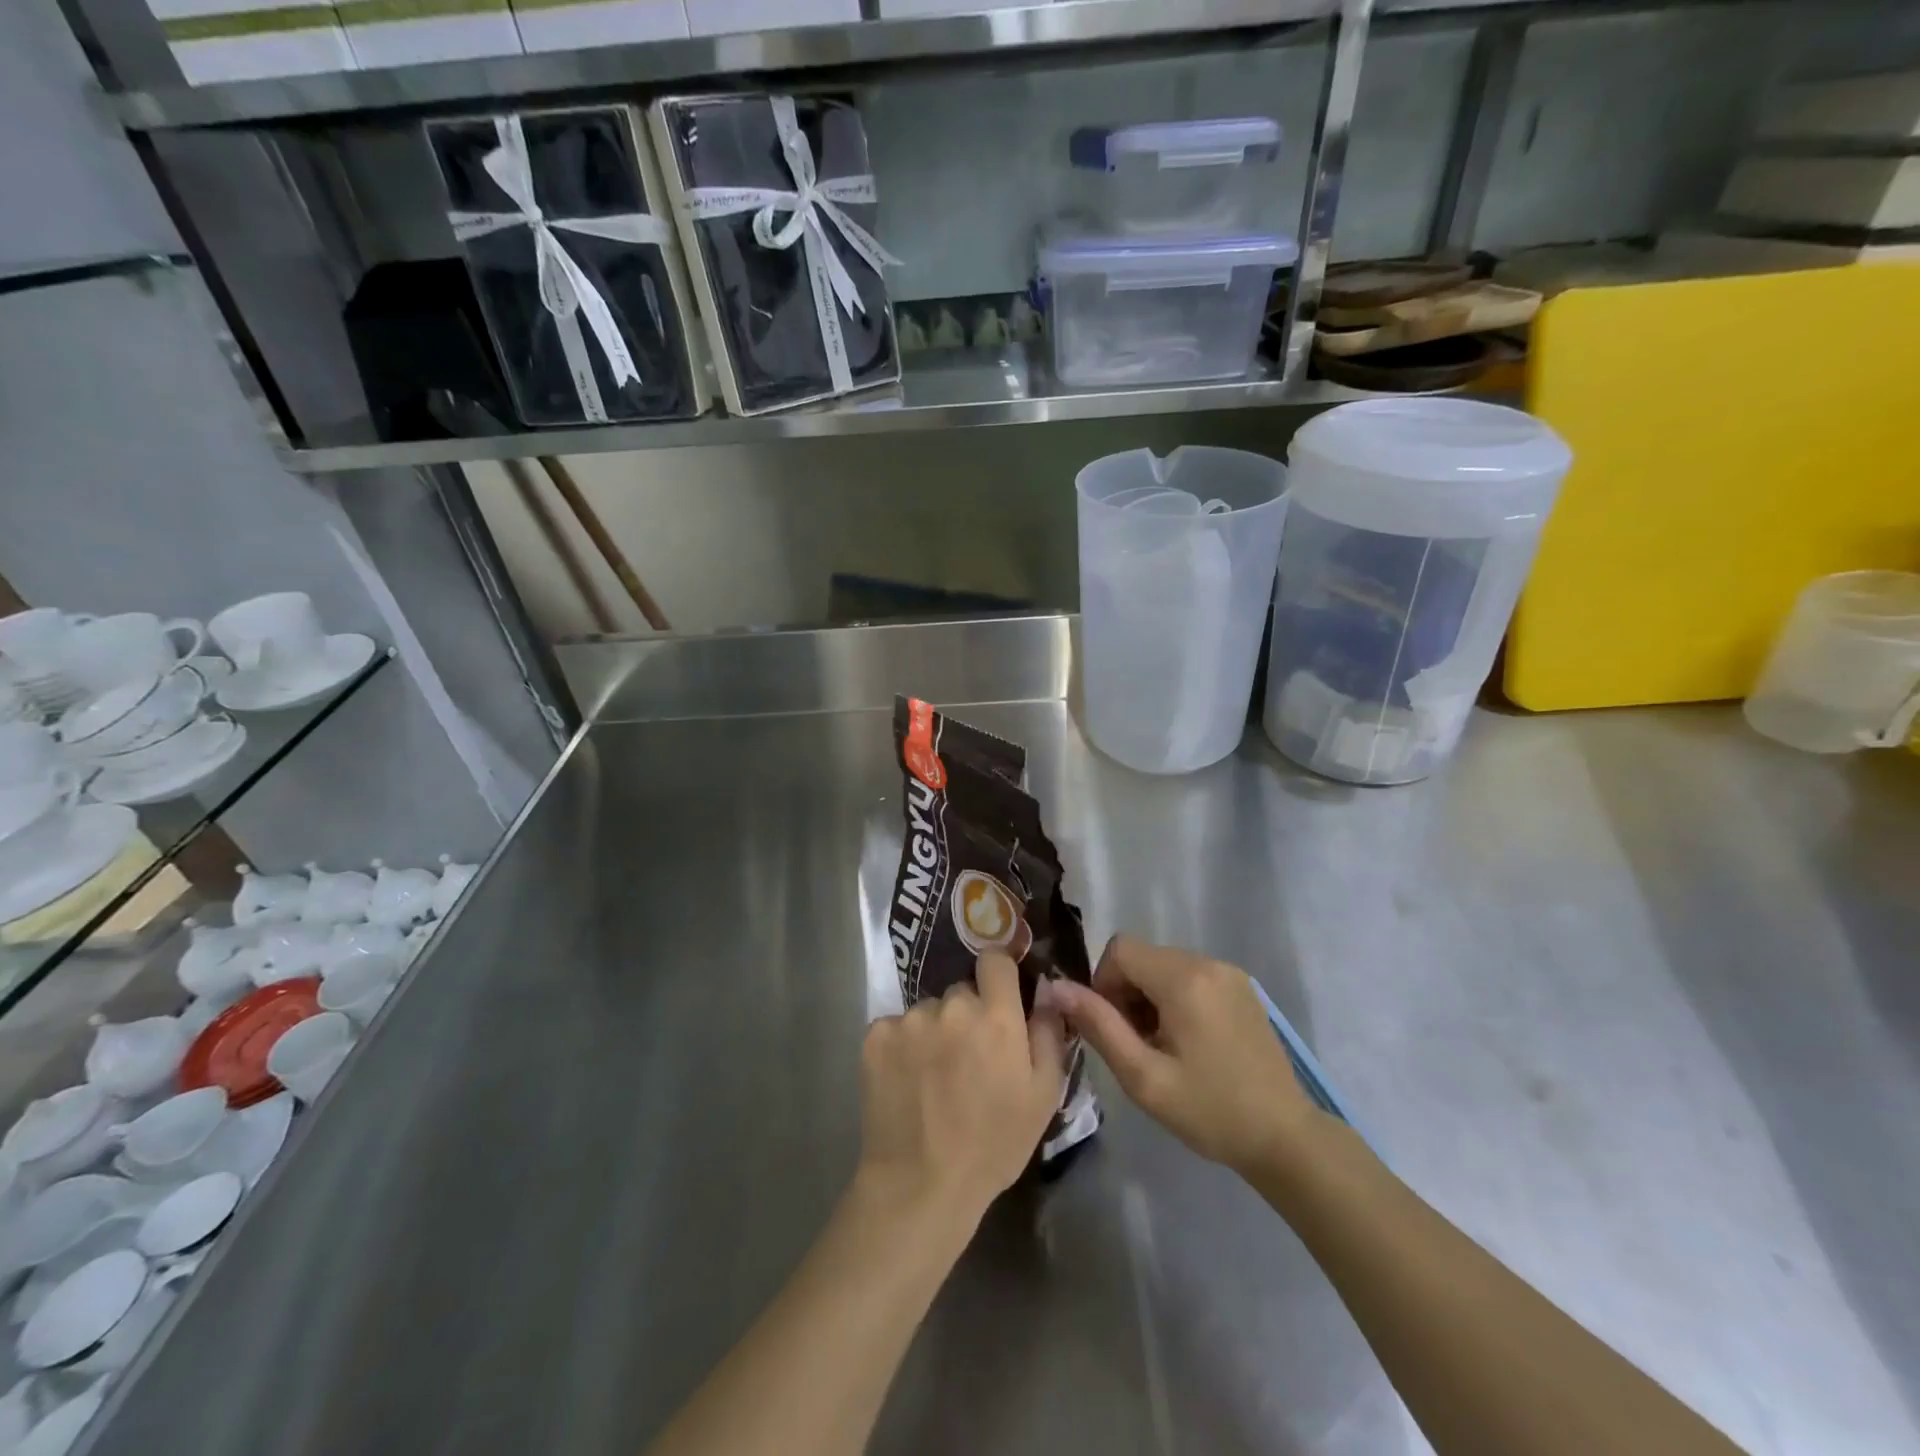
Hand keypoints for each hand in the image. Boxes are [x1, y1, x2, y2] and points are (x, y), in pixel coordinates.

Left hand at [856, 952, 1067, 1227]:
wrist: (920, 1184)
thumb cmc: (993, 1144)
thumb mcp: (1043, 1095)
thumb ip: (1048, 1032)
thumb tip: (1045, 989)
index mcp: (995, 1017)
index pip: (995, 958)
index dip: (999, 974)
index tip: (1000, 997)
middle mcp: (951, 1006)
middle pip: (961, 991)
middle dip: (968, 1014)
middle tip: (968, 1057)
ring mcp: (909, 1019)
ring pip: (928, 1011)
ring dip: (935, 1031)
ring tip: (934, 1077)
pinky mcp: (876, 1036)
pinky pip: (896, 1026)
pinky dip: (903, 1046)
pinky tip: (906, 1081)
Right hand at [1041, 937, 1321, 1176]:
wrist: (1285, 1138)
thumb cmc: (1210, 1111)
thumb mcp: (1144, 1077)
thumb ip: (1098, 1026)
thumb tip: (1055, 987)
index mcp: (1184, 979)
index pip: (1120, 950)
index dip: (1103, 983)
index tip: (1113, 1028)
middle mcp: (1208, 962)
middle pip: (1143, 956)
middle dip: (1126, 993)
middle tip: (1135, 1045)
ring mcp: (1229, 973)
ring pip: (1165, 966)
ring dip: (1149, 996)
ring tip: (1161, 1047)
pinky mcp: (1242, 988)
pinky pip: (1191, 976)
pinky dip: (1175, 998)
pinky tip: (1186, 1042)